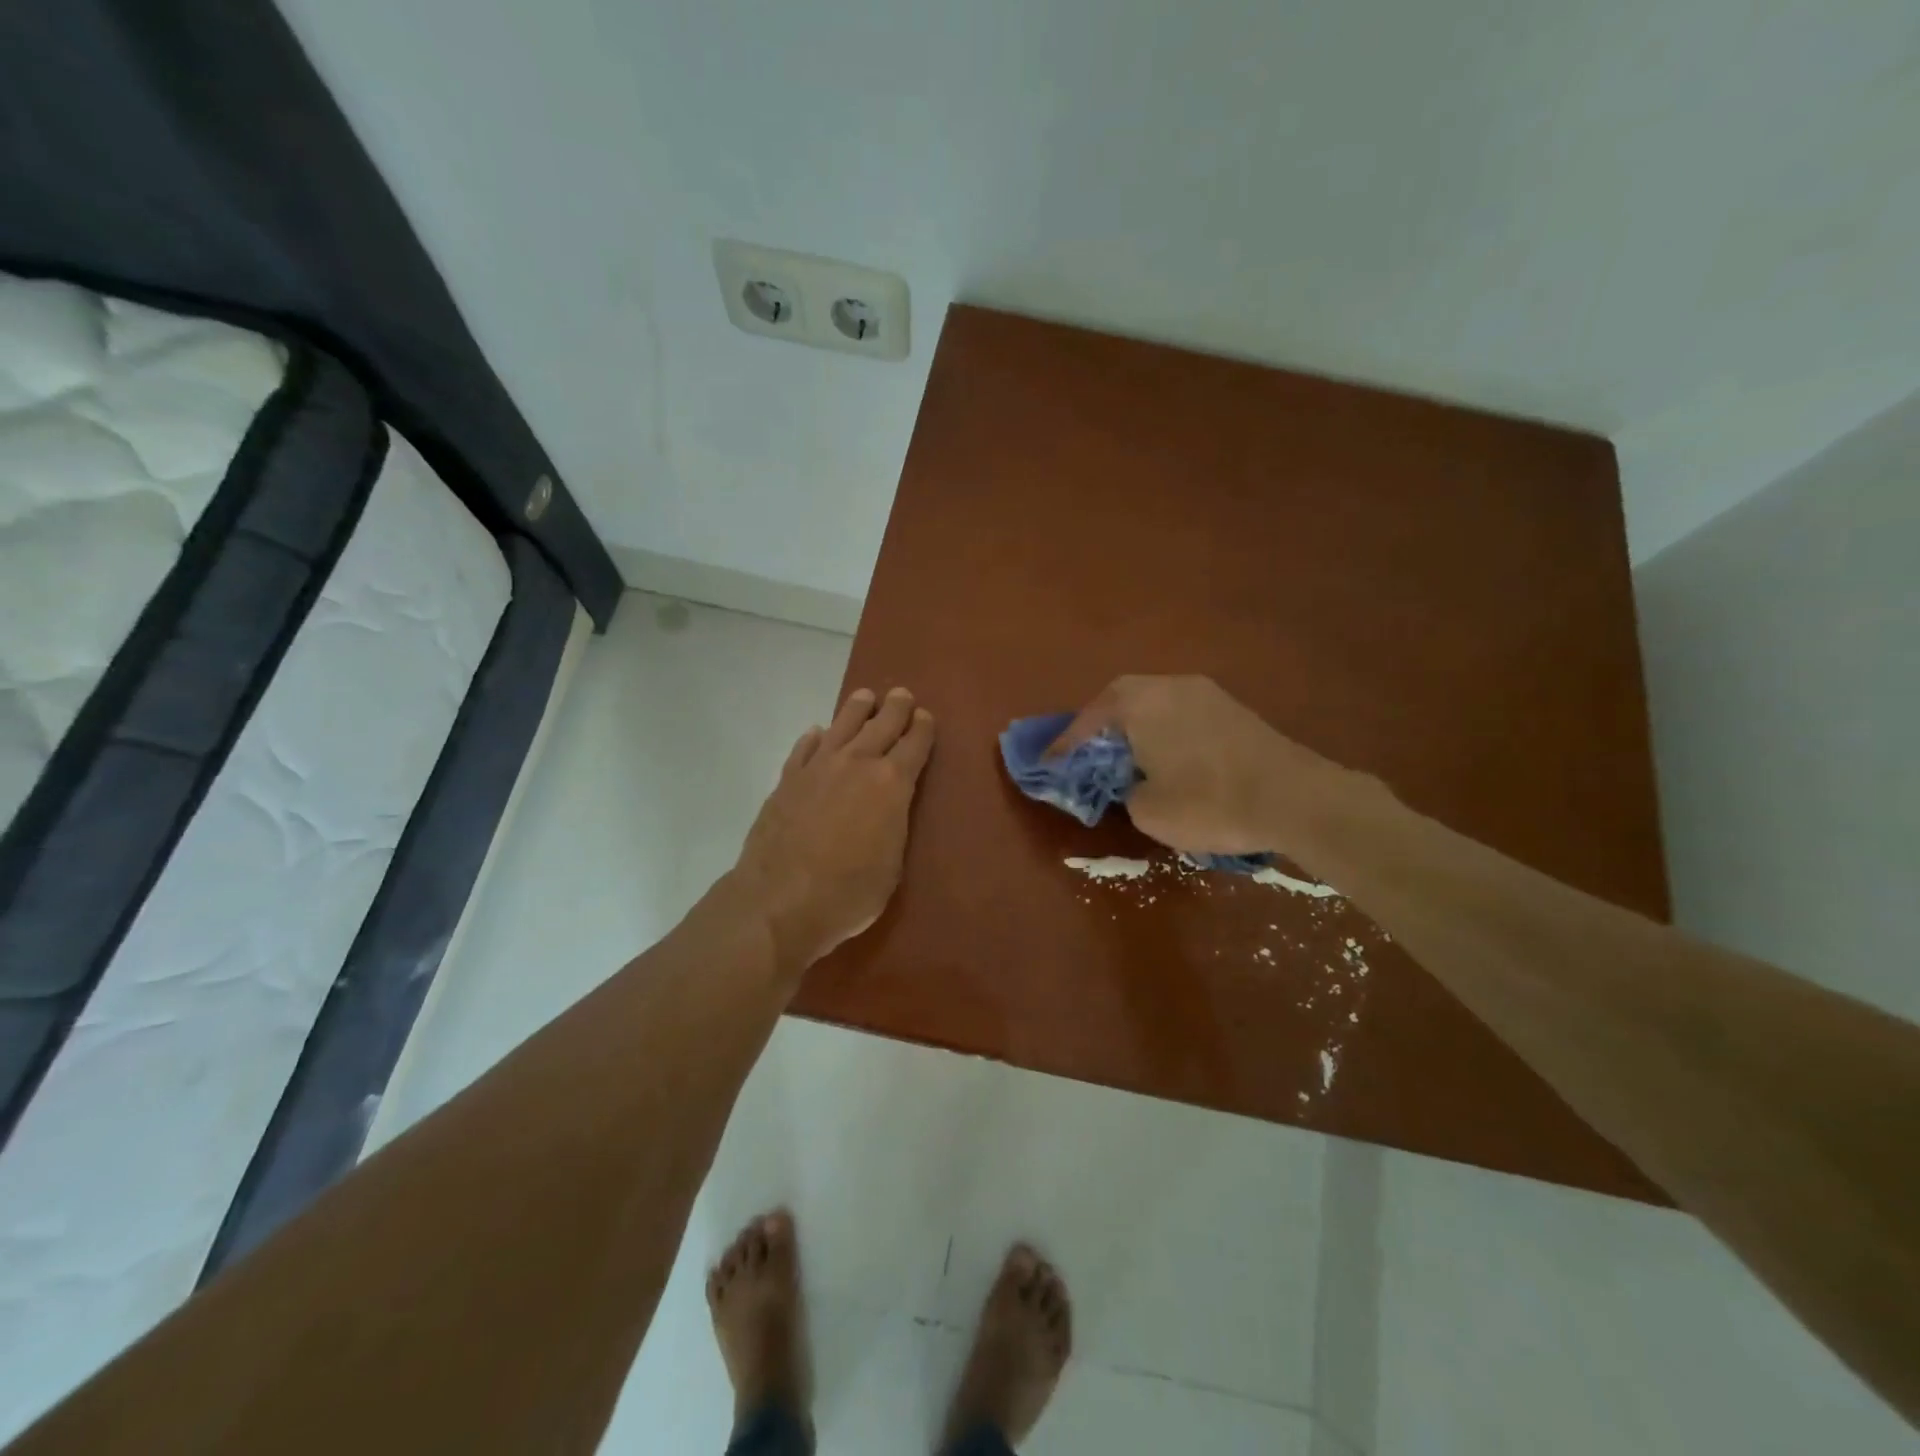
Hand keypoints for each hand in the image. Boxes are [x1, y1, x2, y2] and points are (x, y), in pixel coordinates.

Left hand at [733, 686, 935, 979]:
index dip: (923, 728)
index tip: (925, 716)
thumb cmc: (848, 893)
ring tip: (864, 697)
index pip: (914, 745)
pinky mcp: (787, 780)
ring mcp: (818, 768)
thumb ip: (894, 826)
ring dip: (856, 709)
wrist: (779, 901)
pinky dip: (814, 738)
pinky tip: (817, 733)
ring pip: (842, 726)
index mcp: (891, 784)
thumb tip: (888, 808)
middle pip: (881, 725)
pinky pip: (805, 749)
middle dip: (895, 708)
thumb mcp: (891, 865)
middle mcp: (856, 764)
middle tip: (901, 695)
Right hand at [1053, 675, 1343, 856]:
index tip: (1051, 762)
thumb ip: (1127, 791)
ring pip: (1155, 703)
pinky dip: (1164, 732)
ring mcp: (1206, 694)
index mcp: (1141, 702)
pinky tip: (1167, 758)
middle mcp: (1171, 686)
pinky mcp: (1234, 710)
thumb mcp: (1148, 810)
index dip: (1067, 743)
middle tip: (1088, 752)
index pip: (1091, 718)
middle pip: (1122, 699)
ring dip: (1136, 726)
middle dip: (1101, 726)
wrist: (1295, 799)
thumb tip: (1136, 782)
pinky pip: (1182, 714)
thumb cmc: (1208, 802)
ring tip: (1126, 756)